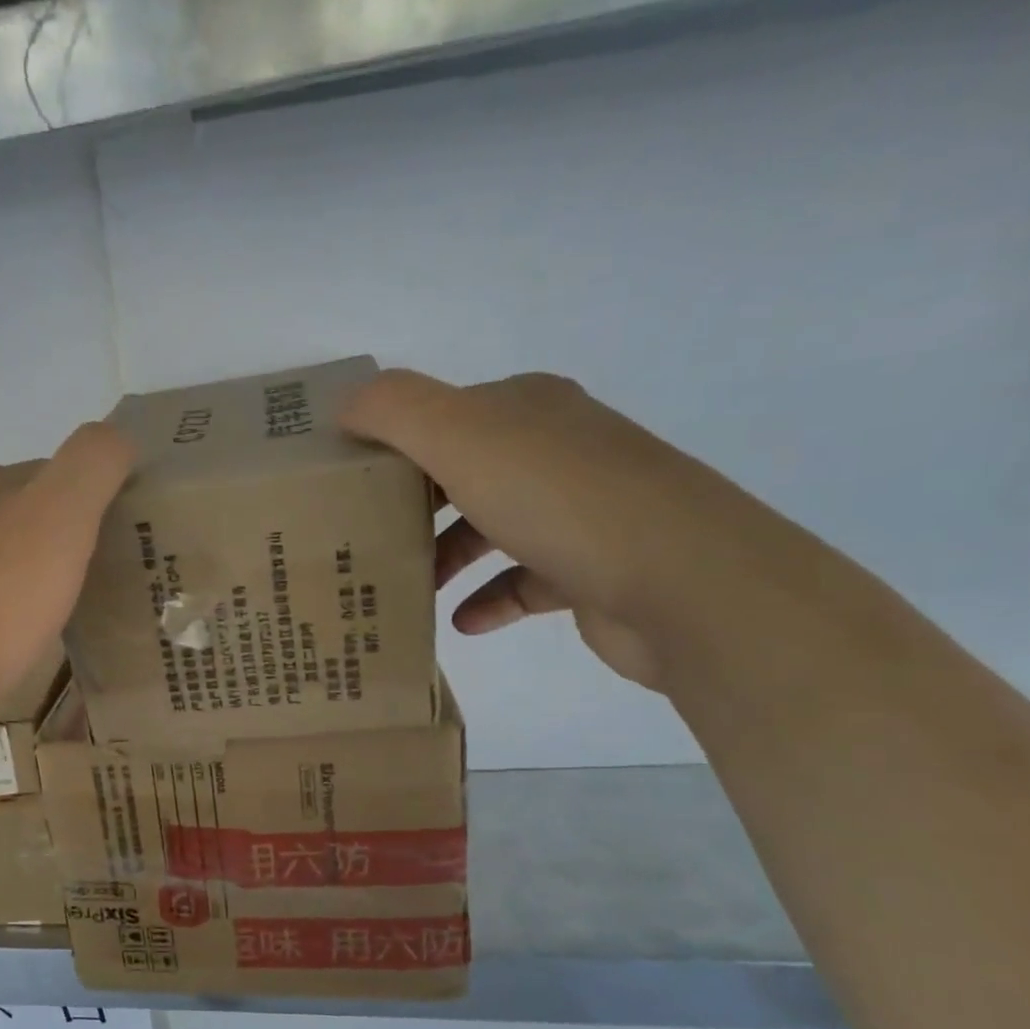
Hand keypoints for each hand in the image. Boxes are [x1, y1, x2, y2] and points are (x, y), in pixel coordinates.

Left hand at [0, 423, 133, 725]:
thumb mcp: (61, 512)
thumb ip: (94, 462)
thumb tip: (118, 436)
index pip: (59, 472)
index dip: (102, 496)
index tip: (136, 535)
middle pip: (35, 519)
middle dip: (77, 540)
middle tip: (120, 577)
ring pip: (13, 563)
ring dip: (49, 578)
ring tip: (85, 612)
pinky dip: (22, 614)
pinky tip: (34, 641)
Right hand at [341, 370, 737, 689]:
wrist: (683, 582)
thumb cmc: (559, 499)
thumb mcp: (460, 435)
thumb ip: (394, 409)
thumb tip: (346, 406)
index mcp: (527, 409)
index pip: (444, 416)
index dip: (394, 445)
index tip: (349, 485)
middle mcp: (557, 450)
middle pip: (465, 472)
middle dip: (414, 504)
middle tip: (366, 537)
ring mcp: (581, 511)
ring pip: (493, 527)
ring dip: (446, 554)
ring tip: (406, 583)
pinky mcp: (593, 570)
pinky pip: (524, 581)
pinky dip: (488, 599)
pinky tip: (460, 621)